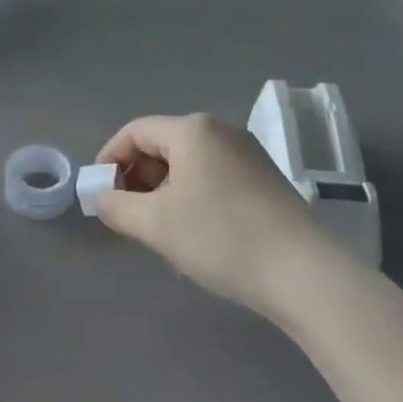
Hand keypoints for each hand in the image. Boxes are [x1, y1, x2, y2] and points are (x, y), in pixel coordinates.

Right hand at [94, 114, 325, 317]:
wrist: (304, 272)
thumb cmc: (221, 237)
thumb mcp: (157, 224)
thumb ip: (118, 207)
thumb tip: (100, 197)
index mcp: (192, 129)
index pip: (136, 131)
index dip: (110, 158)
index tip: (98, 191)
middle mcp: (220, 129)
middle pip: (163, 143)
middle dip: (137, 175)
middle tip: (125, 212)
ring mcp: (246, 152)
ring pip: (188, 161)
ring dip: (163, 187)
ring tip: (156, 226)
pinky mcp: (264, 177)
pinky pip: (213, 174)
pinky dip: (191, 193)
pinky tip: (193, 229)